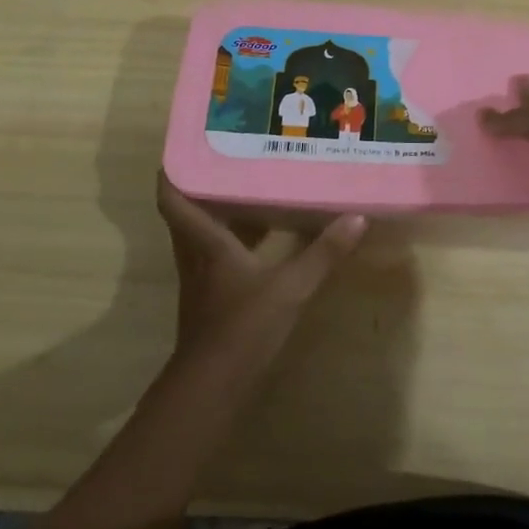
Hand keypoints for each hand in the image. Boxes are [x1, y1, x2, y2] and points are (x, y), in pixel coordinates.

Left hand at [155, 173, 366, 366]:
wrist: (215, 385)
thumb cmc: (243, 326)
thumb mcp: (290, 287)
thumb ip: (323, 254)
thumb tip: (356, 218)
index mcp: (204, 242)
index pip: (172, 198)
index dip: (173, 169)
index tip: (187, 143)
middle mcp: (195, 254)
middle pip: (187, 211)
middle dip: (202, 182)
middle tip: (230, 155)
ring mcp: (200, 278)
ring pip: (201, 232)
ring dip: (218, 210)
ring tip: (248, 185)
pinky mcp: (211, 297)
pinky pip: (216, 253)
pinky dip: (232, 238)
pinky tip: (260, 236)